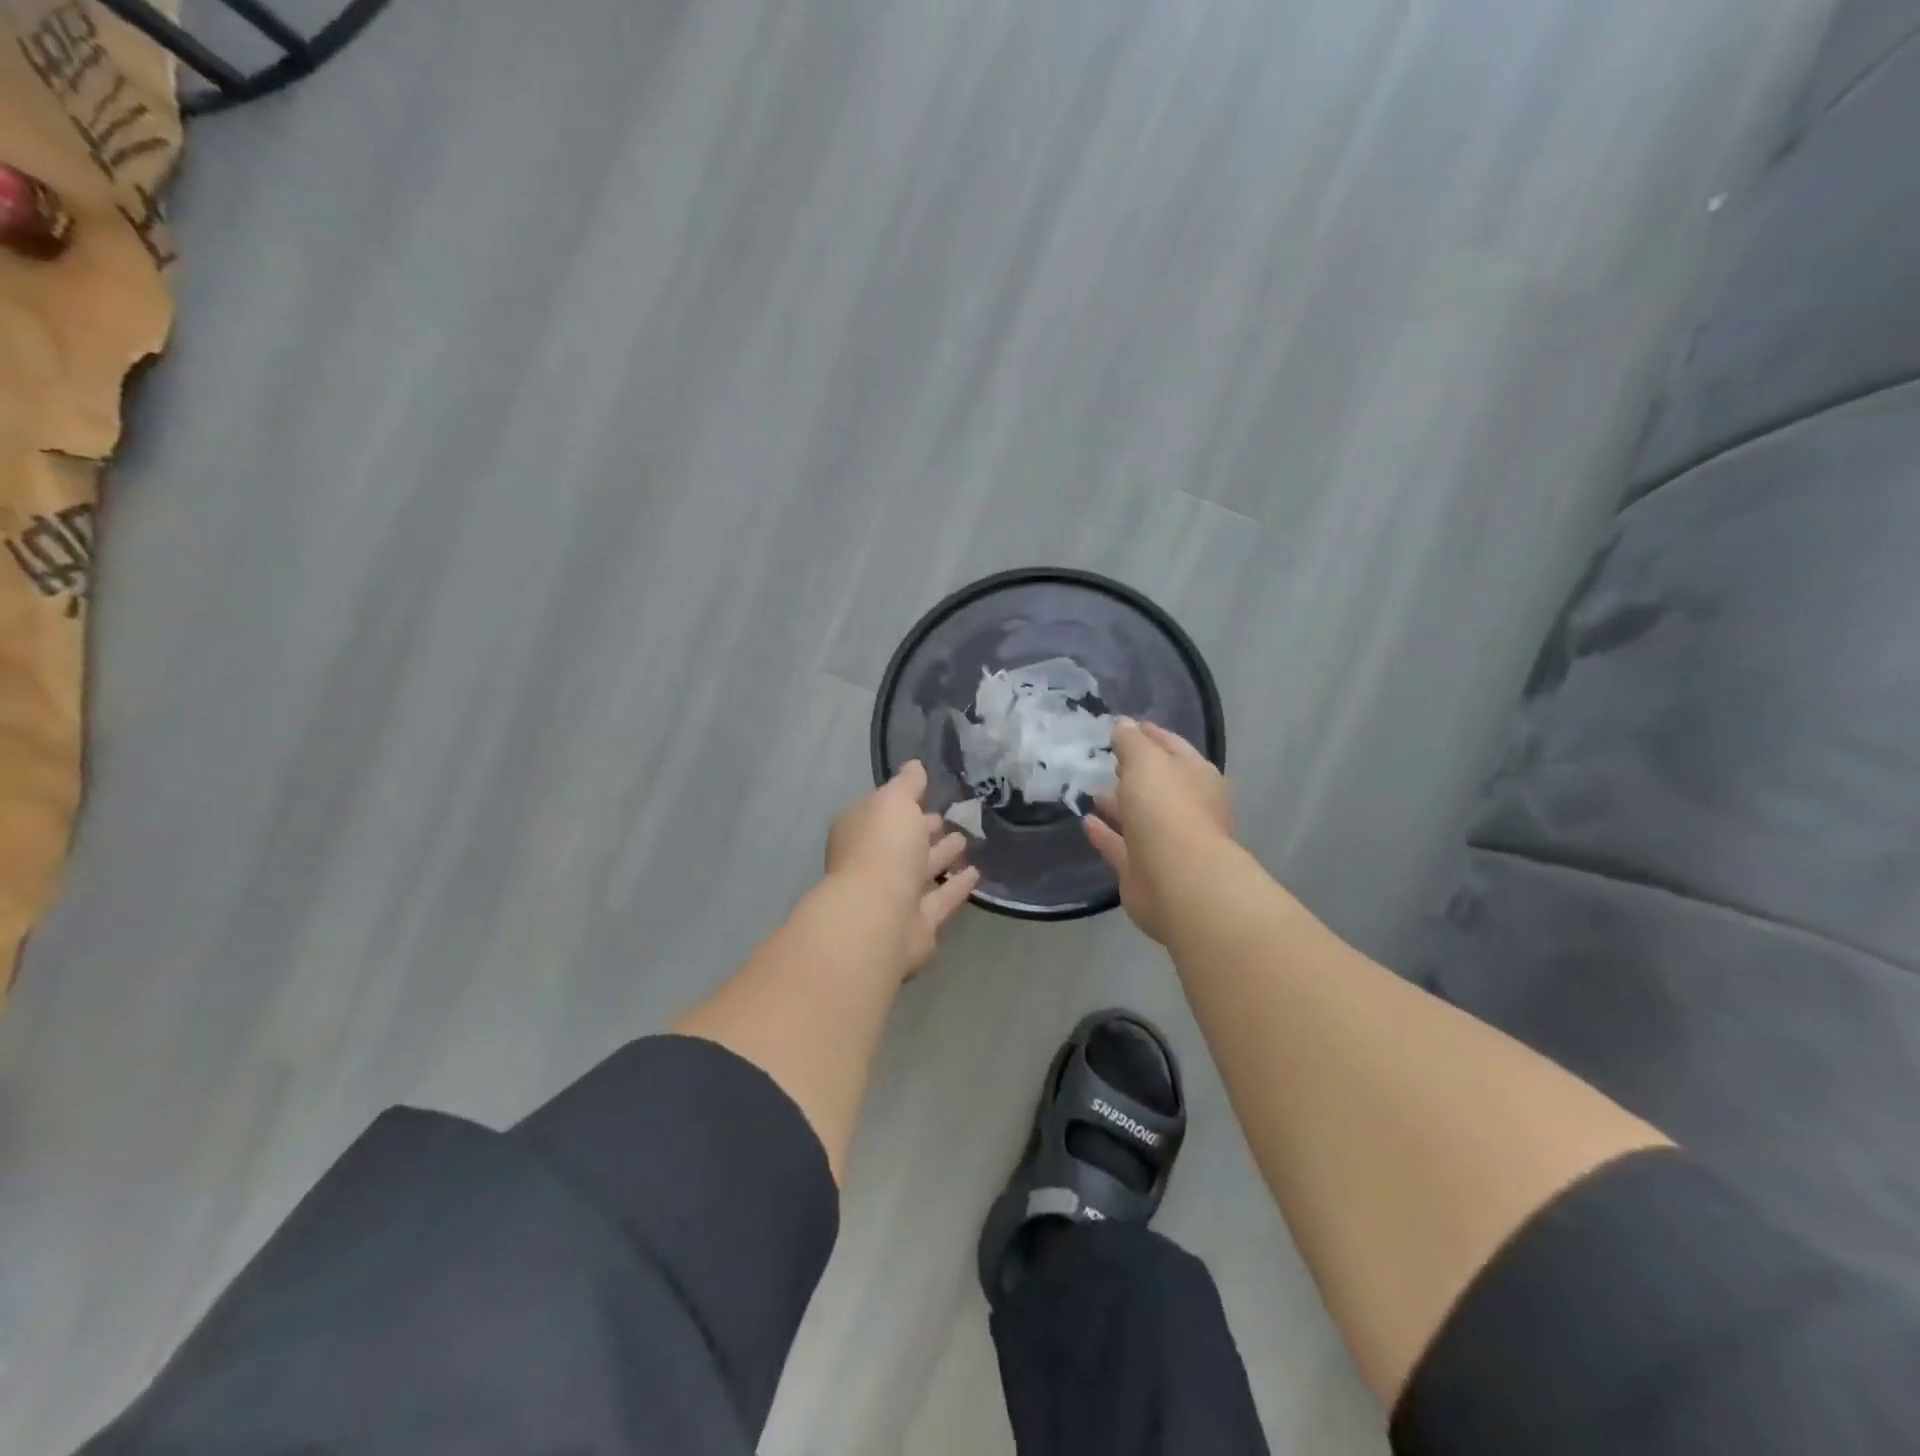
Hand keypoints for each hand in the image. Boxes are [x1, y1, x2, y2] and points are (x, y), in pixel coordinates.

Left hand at [826, 761, 981, 973]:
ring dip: (941, 856)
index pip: (881, 813)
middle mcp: (873, 864)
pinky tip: (976, 873)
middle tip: (949, 818)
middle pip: (901, 843)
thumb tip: (915, 766)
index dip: (903, 804)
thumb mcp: (894, 801)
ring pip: (920, 872)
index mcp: (859, 833)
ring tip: (965, 840)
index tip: (928, 794)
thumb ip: (907, 784)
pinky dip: (955, 887)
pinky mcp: (917, 925)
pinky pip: (940, 900)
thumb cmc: (882, 848)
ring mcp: (893, 897)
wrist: (879, 917)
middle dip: (923, 830)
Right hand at [1085, 720, 1234, 943]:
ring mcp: (1167, 842)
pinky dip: (1105, 834)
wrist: (1177, 881)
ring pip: (1139, 817)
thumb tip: (1123, 724)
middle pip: (1158, 784)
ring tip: (1091, 789)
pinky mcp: (1144, 870)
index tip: (1124, 725)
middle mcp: (1187, 808)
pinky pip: (1121, 846)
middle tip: (1106, 759)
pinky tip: (1085, 821)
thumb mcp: (1146, 761)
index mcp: (1197, 777)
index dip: (1149, 734)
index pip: (1173, 747)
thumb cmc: (1166, 809)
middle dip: (1134, 771)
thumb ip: (1132, 742)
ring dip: (1118, 803)